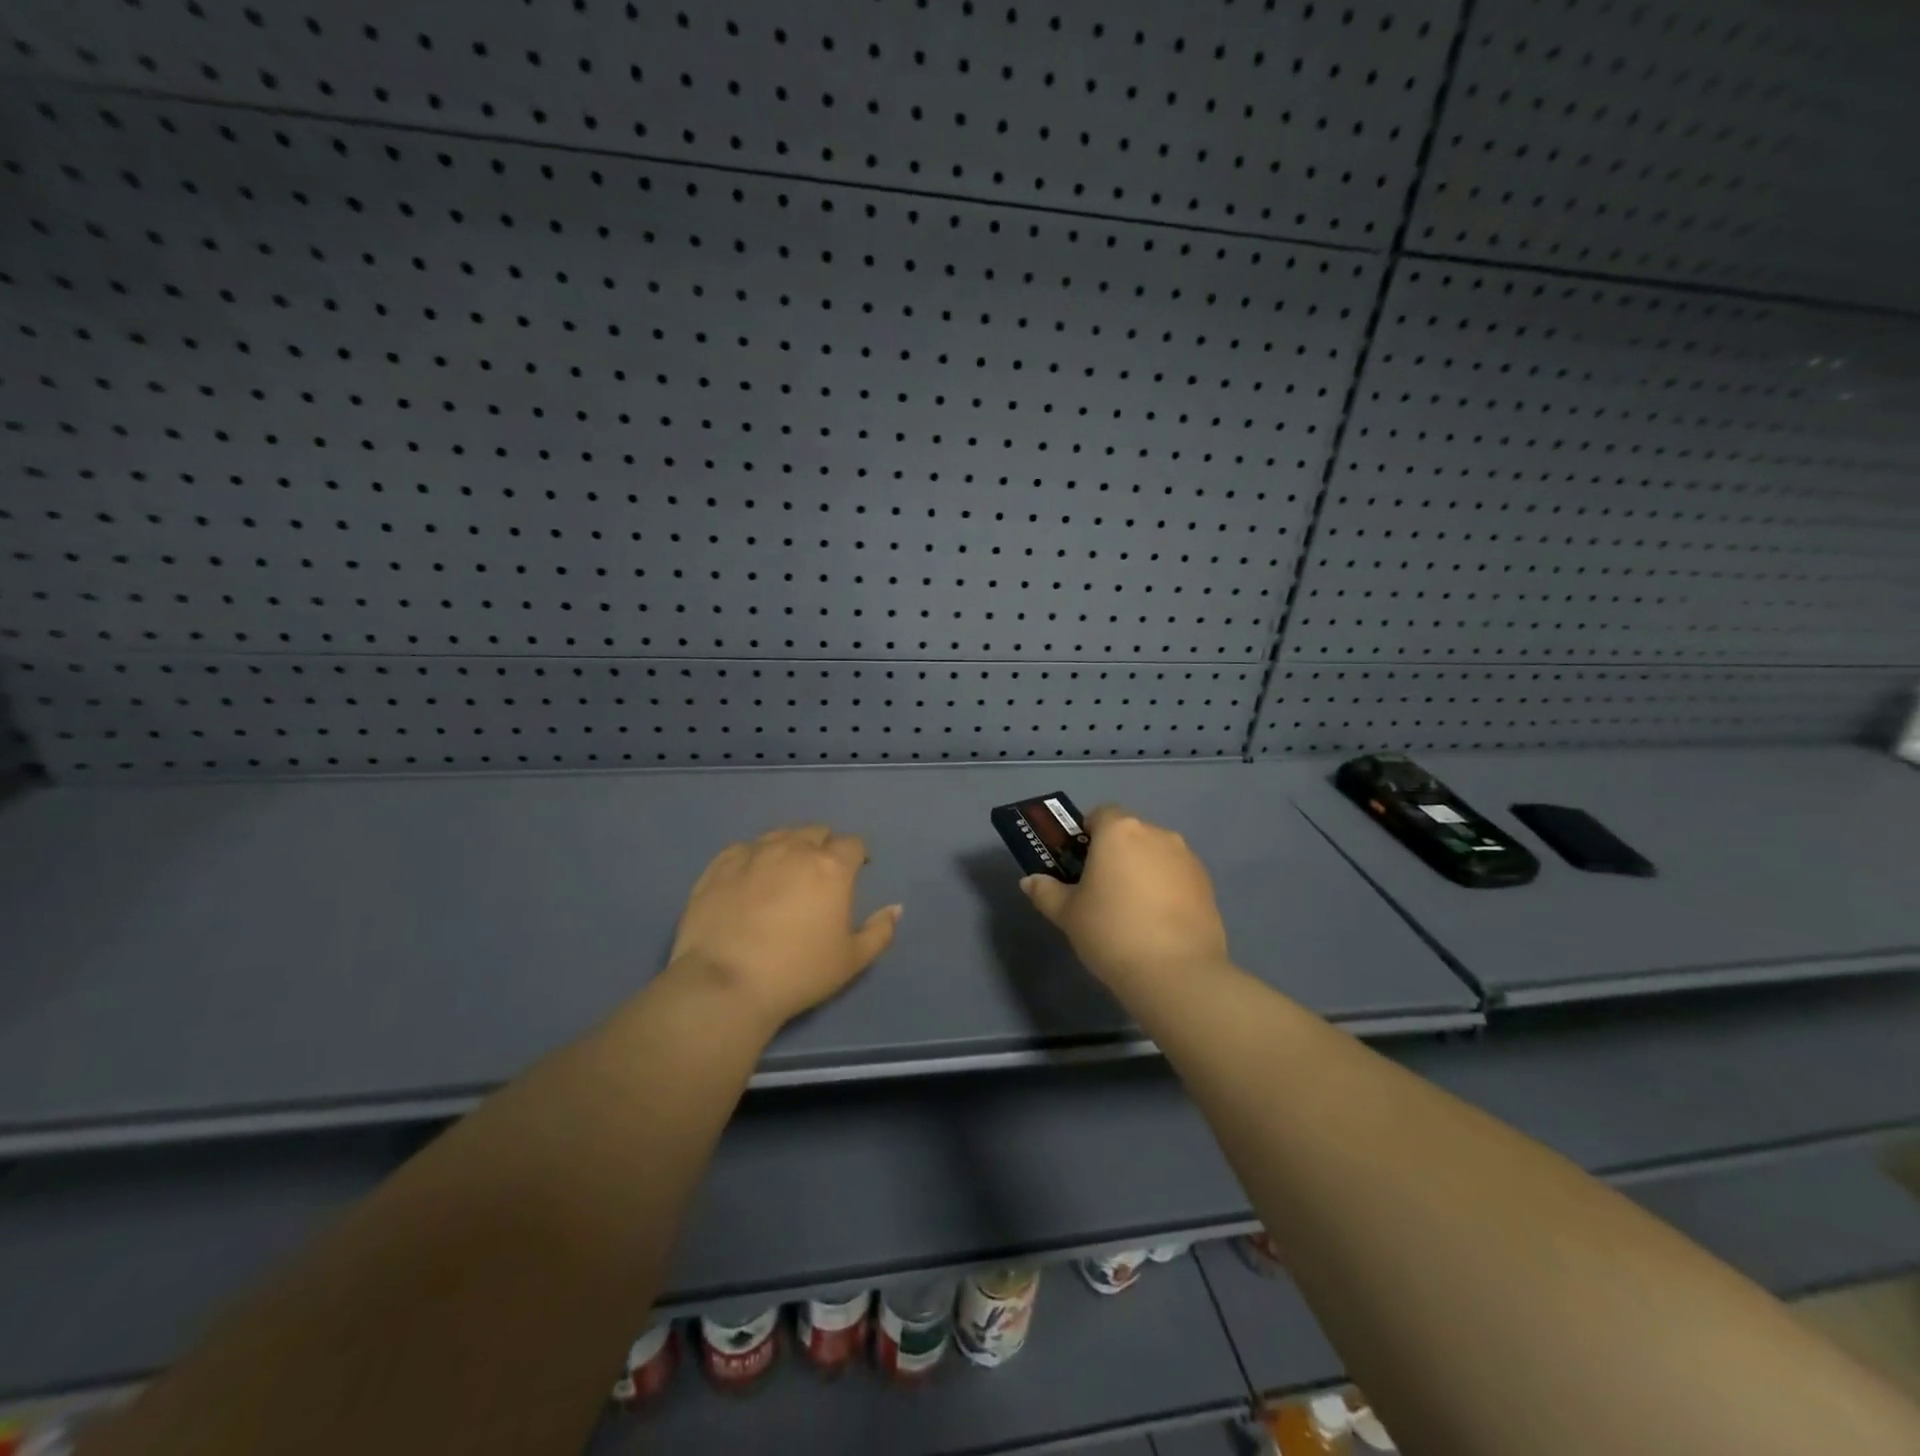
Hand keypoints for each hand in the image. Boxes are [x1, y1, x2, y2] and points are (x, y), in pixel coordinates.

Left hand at [668, 825, 901, 1031]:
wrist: (725, 984)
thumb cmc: (798, 973)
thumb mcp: (852, 960)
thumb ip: (880, 931)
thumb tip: (895, 908)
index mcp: (831, 867)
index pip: (852, 844)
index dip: (857, 856)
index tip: (856, 873)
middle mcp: (794, 849)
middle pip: (816, 832)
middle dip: (824, 847)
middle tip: (820, 875)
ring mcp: (753, 854)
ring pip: (779, 835)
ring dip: (789, 847)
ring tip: (784, 873)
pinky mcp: (719, 866)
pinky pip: (743, 849)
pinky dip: (753, 857)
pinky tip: (749, 878)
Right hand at [1019, 805, 1228, 993]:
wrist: (1176, 972)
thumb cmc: (1111, 932)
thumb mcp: (1067, 914)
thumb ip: (1046, 892)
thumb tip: (1030, 881)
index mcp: (1119, 831)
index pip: (1100, 814)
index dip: (1088, 835)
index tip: (1080, 865)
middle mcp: (1156, 834)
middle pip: (1130, 833)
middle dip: (1115, 853)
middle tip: (1101, 890)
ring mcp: (1186, 858)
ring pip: (1156, 854)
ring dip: (1143, 870)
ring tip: (1133, 911)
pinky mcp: (1207, 884)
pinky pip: (1177, 875)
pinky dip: (1166, 888)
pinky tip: (1158, 923)